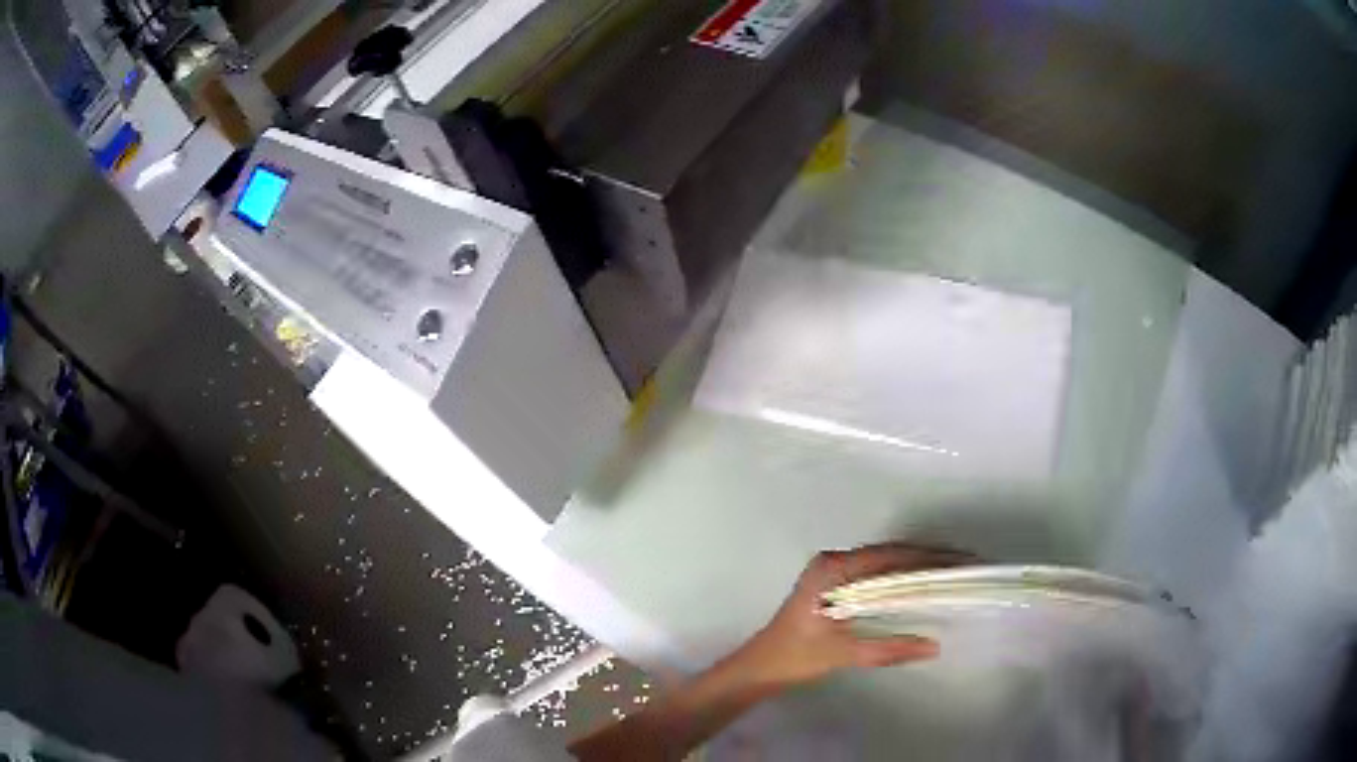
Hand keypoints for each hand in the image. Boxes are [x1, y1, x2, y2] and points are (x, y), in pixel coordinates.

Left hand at [733, 543, 972, 689]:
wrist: (759, 668)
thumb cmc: (794, 657)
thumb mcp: (842, 654)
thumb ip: (888, 650)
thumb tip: (935, 646)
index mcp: (832, 568)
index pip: (890, 557)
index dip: (929, 558)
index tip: (961, 560)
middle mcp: (834, 561)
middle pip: (890, 555)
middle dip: (929, 559)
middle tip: (965, 565)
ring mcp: (833, 571)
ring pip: (884, 563)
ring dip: (917, 566)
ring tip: (952, 572)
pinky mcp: (835, 584)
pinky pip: (875, 574)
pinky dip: (900, 578)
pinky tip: (921, 587)